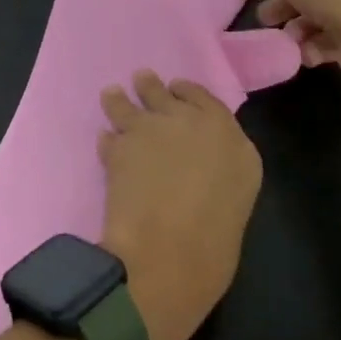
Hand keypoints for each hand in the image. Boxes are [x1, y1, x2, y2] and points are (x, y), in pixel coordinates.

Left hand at [98, 70, 262, 339]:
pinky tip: (104, 142)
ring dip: (121, 100)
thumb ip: (219, 168)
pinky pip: (109, 136)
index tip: (177, 90)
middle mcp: (191, 122)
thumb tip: (200, 163)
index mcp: (229, 136)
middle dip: (152, 89)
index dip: (188, 93)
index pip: (205, 99)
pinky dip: (107, 141)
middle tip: (142, 81)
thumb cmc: (213, 245)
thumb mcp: (235, 199)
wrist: (168, 259)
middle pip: (166, 94)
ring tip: (112, 95)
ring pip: (131, 103)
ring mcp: (153, 129)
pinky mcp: (120, 145)